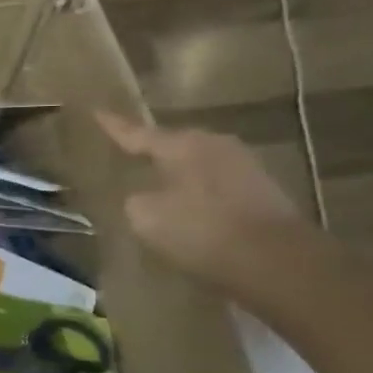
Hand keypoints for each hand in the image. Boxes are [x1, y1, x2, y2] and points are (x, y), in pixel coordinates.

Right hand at [96, 111, 306, 283]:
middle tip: (128, 157)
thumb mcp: (145, 217)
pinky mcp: (262, 191)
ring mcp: (244, 165)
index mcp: (183, 145)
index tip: (96, 111)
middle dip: (151, 153)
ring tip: (157, 188)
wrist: (276, 261)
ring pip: (196, 165)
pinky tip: (190, 212)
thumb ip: (134, 200)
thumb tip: (142, 196)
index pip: (137, 134)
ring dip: (177, 176)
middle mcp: (215, 144)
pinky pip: (216, 185)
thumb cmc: (201, 231)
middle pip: (173, 146)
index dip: (114, 126)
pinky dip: (199, 196)